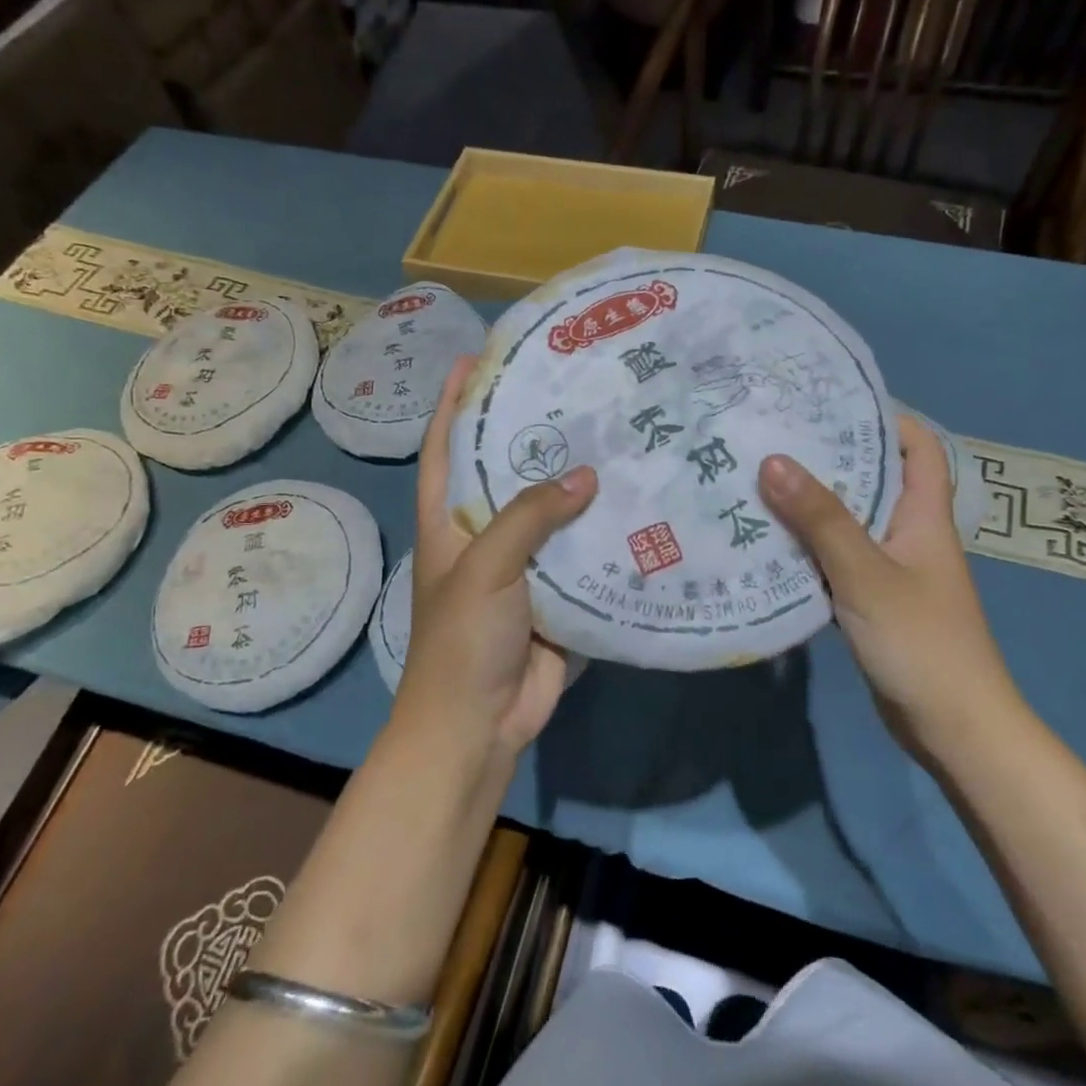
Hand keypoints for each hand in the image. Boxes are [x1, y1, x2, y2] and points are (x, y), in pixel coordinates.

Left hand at [392, 356, 598, 761]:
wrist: (478, 725)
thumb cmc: (463, 639)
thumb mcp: (485, 567)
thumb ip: (530, 516)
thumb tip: (586, 475)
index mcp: (450, 523)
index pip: (446, 449)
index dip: (454, 404)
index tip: (474, 360)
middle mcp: (486, 537)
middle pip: (509, 474)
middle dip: (534, 436)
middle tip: (574, 393)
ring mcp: (525, 568)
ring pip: (554, 515)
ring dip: (580, 485)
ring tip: (617, 437)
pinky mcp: (559, 595)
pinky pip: (583, 555)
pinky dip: (605, 534)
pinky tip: (639, 504)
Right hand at [758, 414, 1018, 751]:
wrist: (953, 728)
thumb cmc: (922, 642)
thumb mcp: (867, 575)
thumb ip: (821, 520)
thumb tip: (773, 460)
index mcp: (924, 515)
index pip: (916, 446)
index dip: (883, 417)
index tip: (829, 402)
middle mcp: (908, 533)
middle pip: (872, 479)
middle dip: (827, 457)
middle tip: (772, 437)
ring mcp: (889, 568)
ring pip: (847, 521)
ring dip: (809, 504)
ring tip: (756, 479)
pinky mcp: (870, 600)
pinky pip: (834, 559)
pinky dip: (805, 547)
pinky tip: (765, 541)